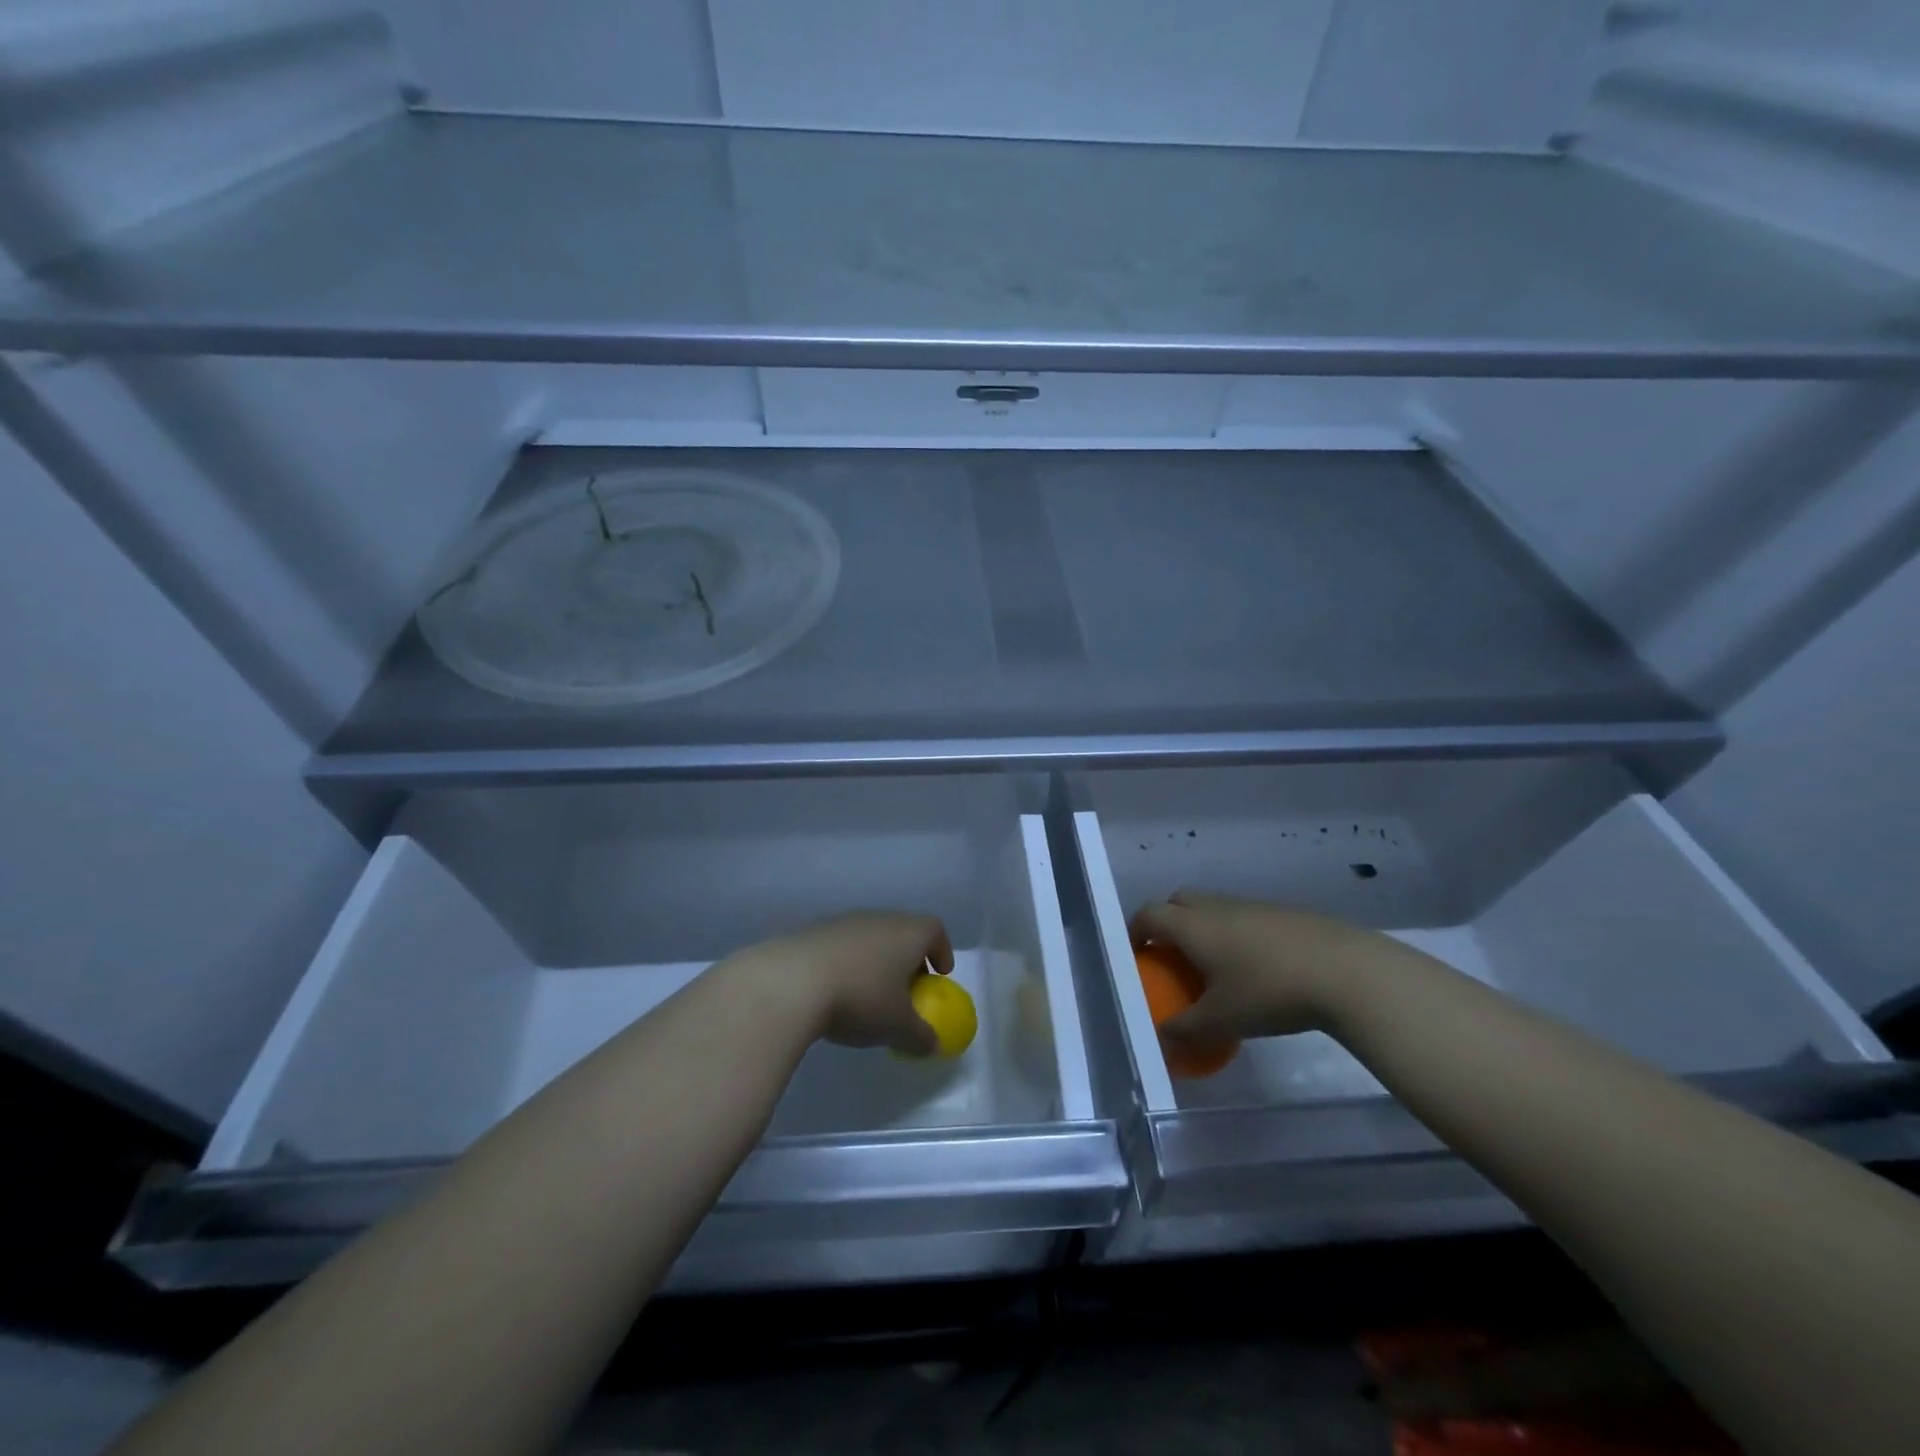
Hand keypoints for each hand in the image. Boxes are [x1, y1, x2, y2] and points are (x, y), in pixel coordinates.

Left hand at [731, 912, 953, 1056]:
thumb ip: (921, 1036)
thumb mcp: (897, 1027)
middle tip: (905, 990)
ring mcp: (843, 922)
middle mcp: (879, 918)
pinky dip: (846, 964)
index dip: (942, 950)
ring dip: (874, 961)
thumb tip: (933, 1044)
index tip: (939, 976)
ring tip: (867, 995)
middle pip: (902, 931)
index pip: (934, 929)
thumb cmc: (859, 998)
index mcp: (907, 933)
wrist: (790, 982)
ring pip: (869, 937)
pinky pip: (841, 946)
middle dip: (907, 958)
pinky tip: (834, 993)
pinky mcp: (812, 932)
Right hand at [1129, 891, 1398, 1041]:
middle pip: (1178, 901)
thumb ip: (1185, 1029)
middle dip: (1167, 922)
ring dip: (1204, 929)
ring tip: (1215, 966)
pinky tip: (1256, 969)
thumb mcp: (1222, 1021)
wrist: (1345, 972)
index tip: (1136, 955)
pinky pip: (1244, 917)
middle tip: (1171, 957)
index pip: (1149, 914)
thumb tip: (1164, 1036)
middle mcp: (1216, 907)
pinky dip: (1236, 935)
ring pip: (1214, 908)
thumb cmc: (1269, 992)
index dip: (1135, 931)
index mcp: (1192, 925)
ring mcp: (1252, 906)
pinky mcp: (1283, 913)